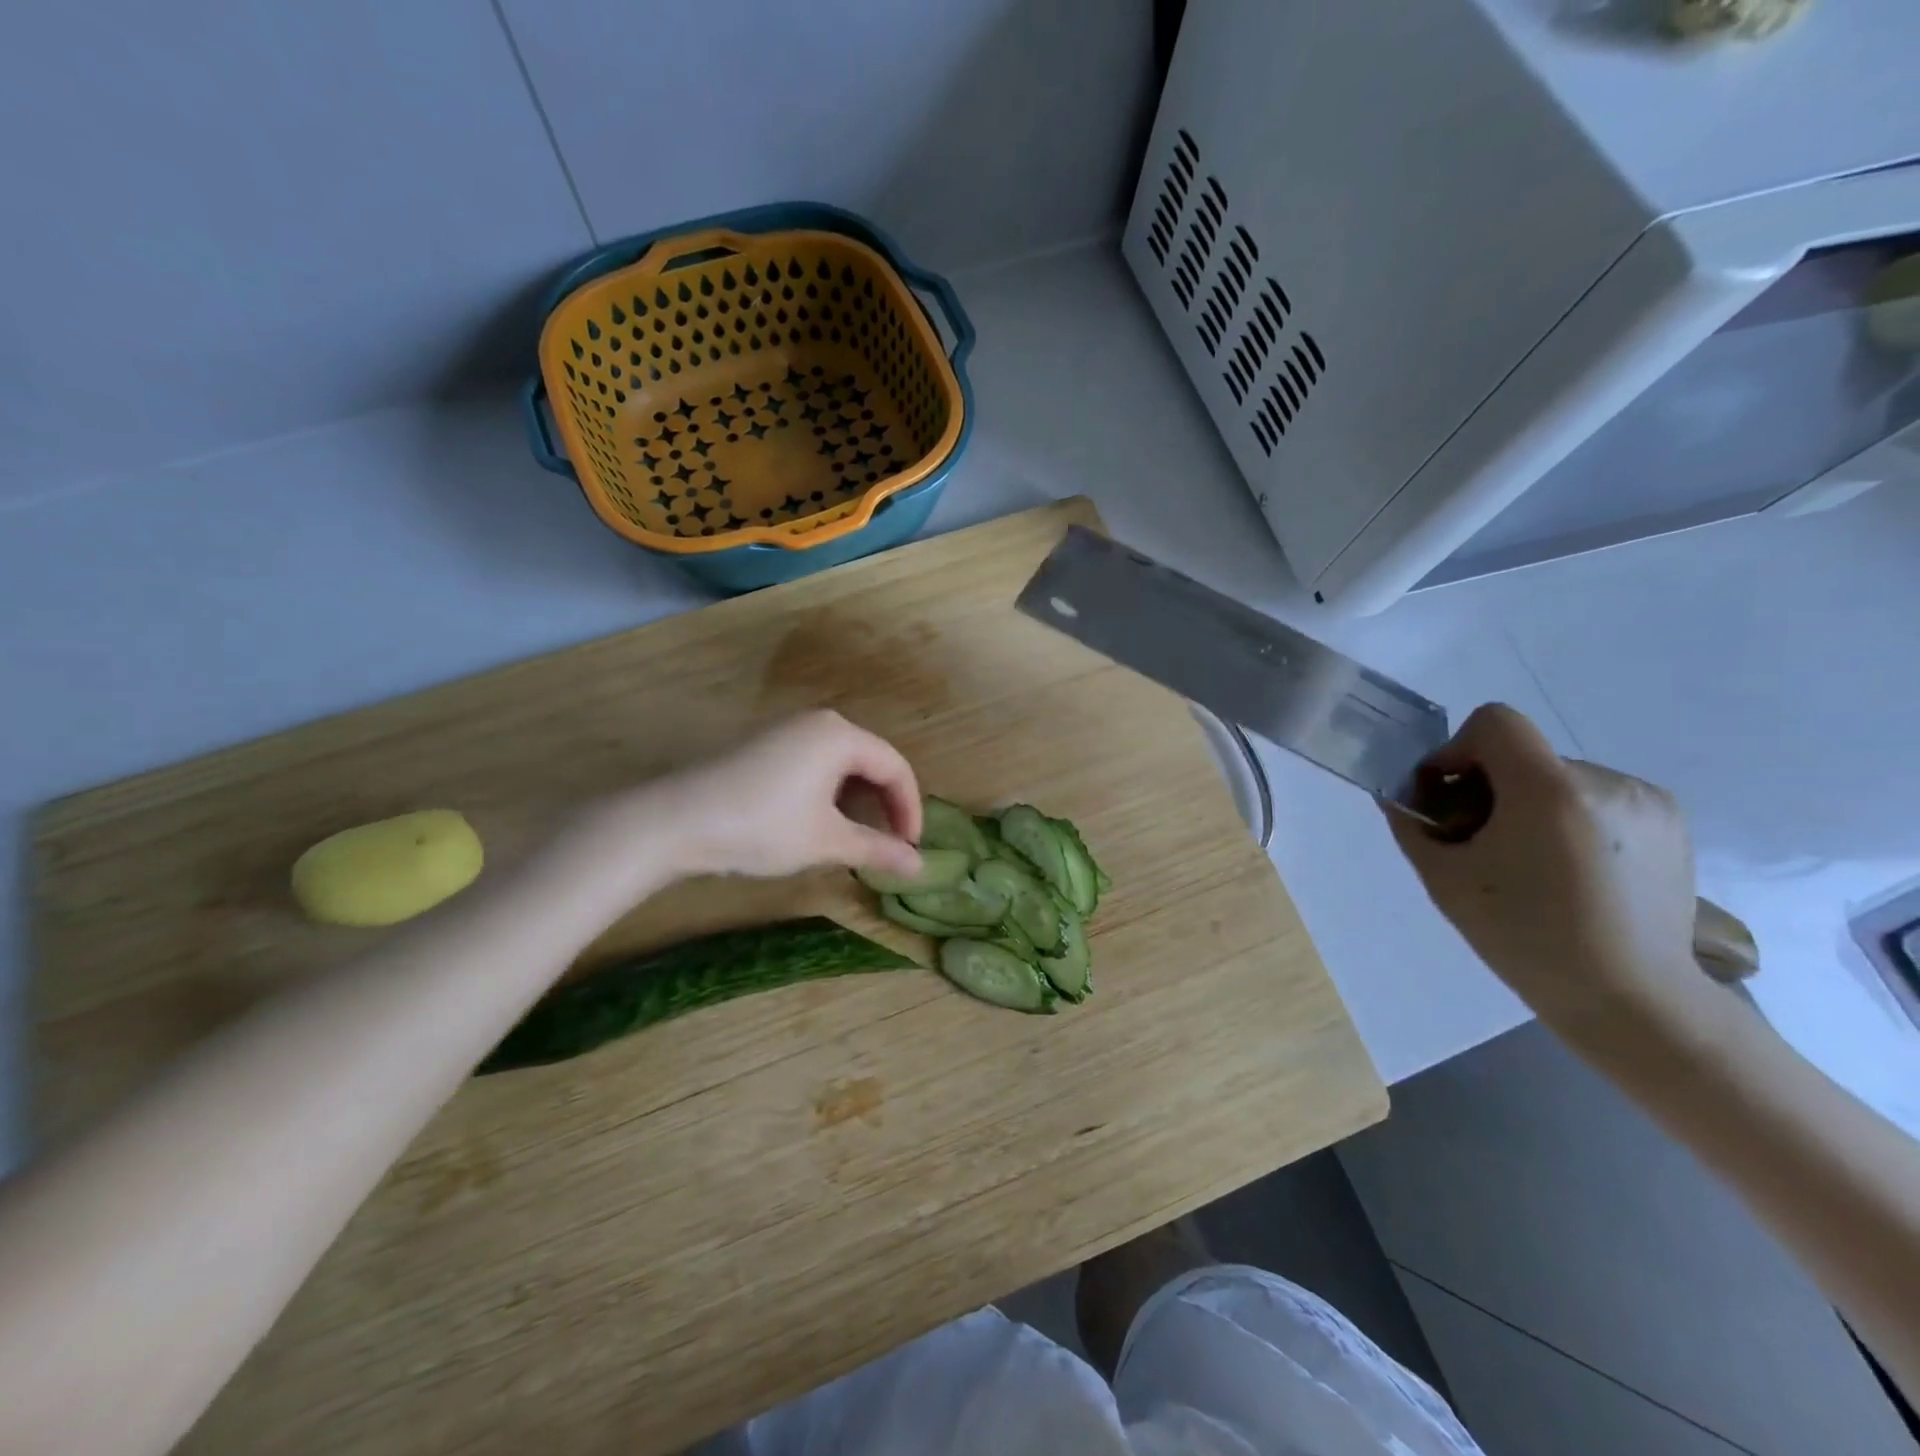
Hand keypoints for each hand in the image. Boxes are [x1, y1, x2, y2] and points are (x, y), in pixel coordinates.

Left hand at [644, 711, 922, 880]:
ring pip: (844, 764)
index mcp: (841, 736)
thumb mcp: (825, 841)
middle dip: (886, 804)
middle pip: (872, 761)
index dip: (910, 809)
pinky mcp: (766, 745)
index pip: (895, 768)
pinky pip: (817, 763)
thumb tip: (920, 868)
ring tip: (859, 838)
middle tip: (890, 845)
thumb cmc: (761, 827)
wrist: (675, 821)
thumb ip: (877, 849)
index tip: (910, 849)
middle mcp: (820, 722)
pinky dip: (832, 792)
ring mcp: (789, 730)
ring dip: (859, 801)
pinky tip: (821, 821)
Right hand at [1383, 704, 1712, 1040]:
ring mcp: (1646, 801)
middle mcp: (1605, 782)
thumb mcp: (1445, 880)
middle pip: (1523, 756)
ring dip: (1532, 805)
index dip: (1458, 749)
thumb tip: (1399, 795)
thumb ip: (1413, 825)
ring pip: (1559, 779)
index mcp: (1549, 791)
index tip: (1449, 796)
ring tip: (1532, 863)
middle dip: (1491, 788)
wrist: (1632, 999)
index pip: (1495, 722)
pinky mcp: (1671, 822)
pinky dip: (1571, 819)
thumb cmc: (1524, 938)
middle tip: (1481, 842)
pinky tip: (1573, 870)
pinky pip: (1598, 798)